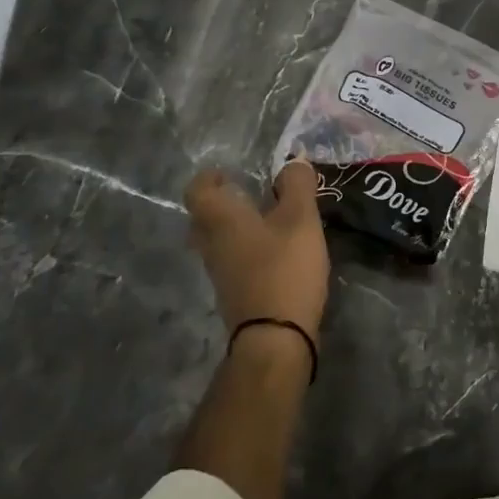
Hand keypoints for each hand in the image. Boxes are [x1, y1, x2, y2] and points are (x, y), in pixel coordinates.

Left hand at [184, 161, 329, 345]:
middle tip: (247, 195)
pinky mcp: (234, 295)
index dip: (209, 178)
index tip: (228, 172)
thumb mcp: (300, 220)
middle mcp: (212, 245)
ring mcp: (220, 274)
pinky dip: (247, 252)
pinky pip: (232, 263)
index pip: (197, 191)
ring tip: (268, 222)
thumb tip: (294, 161)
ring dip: (235, 230)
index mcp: (221, 220)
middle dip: (222, 204)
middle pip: (203, 219)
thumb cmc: (284, 268)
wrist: (275, 338)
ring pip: (217, 243)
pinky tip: (275, 254)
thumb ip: (298, 186)